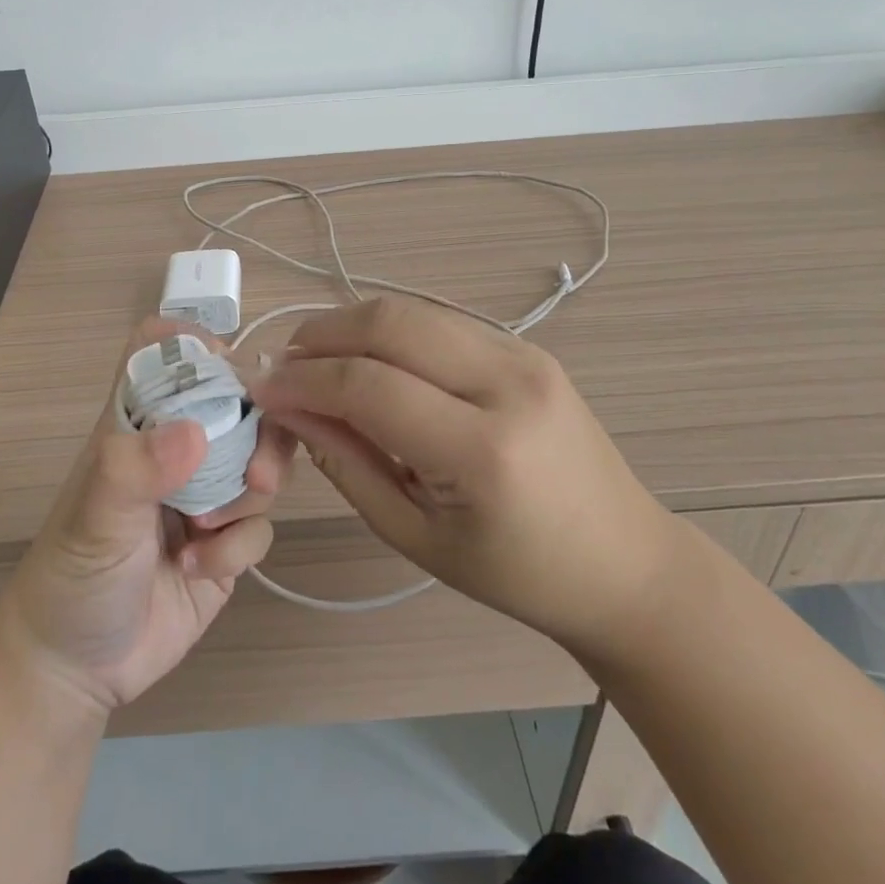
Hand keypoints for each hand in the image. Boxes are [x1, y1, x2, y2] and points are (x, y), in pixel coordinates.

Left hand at [0, 319, 294, 717]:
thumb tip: (195, 432)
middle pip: (239, 405)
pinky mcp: (227, 542)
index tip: (230, 369)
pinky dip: (237, 547)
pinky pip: (259, 525)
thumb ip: (134, 471)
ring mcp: (206, 495)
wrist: (75, 670)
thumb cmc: (70, 579)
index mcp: (138, 425)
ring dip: (250, 494)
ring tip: (211, 531)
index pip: (164, 354)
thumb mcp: (94, 521)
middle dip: (260, 433)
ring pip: (261, 461)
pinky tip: (199, 569)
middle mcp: (176, 450)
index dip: (197, 346)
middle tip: (257, 474)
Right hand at [247, 297, 680, 655]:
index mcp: (483, 450)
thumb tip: (291, 409)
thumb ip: (347, 464)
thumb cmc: (517, 573)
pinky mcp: (528, 348)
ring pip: (413, 310)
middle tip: (283, 363)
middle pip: (391, 323)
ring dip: (352, 325)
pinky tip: (369, 358)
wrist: (624, 561)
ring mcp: (525, 355)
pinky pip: (440, 322)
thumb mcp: (416, 536)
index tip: (260, 387)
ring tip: (315, 357)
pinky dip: (391, 331)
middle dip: (321, 334)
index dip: (302, 380)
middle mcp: (508, 383)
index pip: (368, 385)